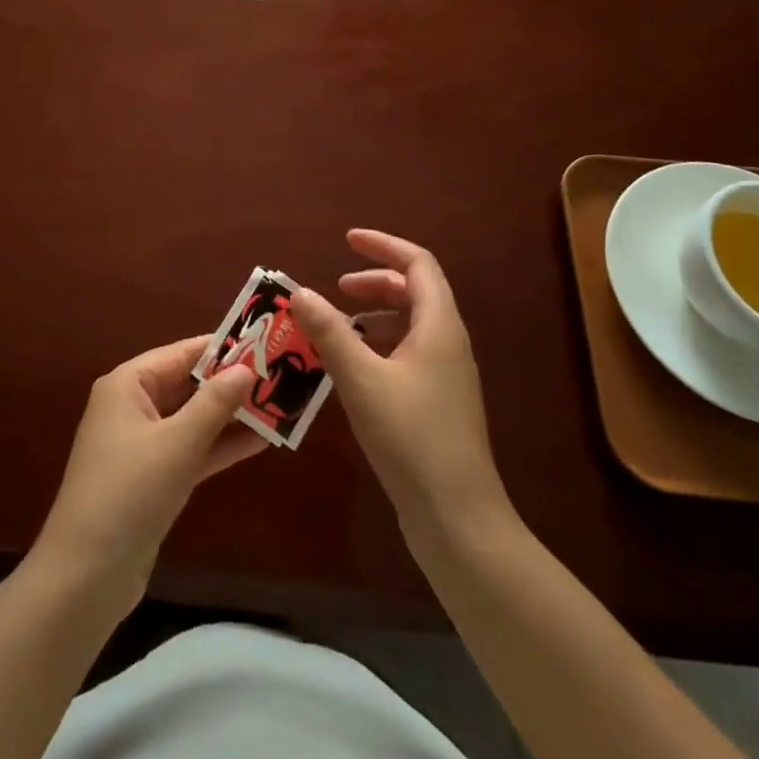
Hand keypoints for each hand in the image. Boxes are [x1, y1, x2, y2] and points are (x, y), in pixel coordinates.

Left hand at [33, 337, 265, 610]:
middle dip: (231, 383)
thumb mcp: (178, 443)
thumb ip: (214, 403)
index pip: (182, 353)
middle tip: (280, 374)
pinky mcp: (152, 478)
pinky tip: (259, 442)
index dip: (222, 347)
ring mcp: (141, 444)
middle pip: (188, 384)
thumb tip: (246, 368)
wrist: (86, 576)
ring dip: (231, 416)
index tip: (264, 341)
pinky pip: (191, 450)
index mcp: (128, 384)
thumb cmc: (129, 492)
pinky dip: (219, 446)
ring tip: (279, 406)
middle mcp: (132, 406)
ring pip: (193, 419)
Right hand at [290, 230, 511, 536]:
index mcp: (440, 326)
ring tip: (337, 325)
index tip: (346, 240)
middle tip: (335, 287)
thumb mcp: (362, 380)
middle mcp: (448, 343)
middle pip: (415, 291)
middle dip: (375, 280)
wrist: (458, 518)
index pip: (418, 264)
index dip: (383, 246)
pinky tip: (352, 366)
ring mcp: (446, 375)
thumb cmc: (411, 439)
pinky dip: (379, 343)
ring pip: (411, 324)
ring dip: (375, 313)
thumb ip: (330, 333)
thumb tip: (300, 292)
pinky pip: (408, 352)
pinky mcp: (438, 402)